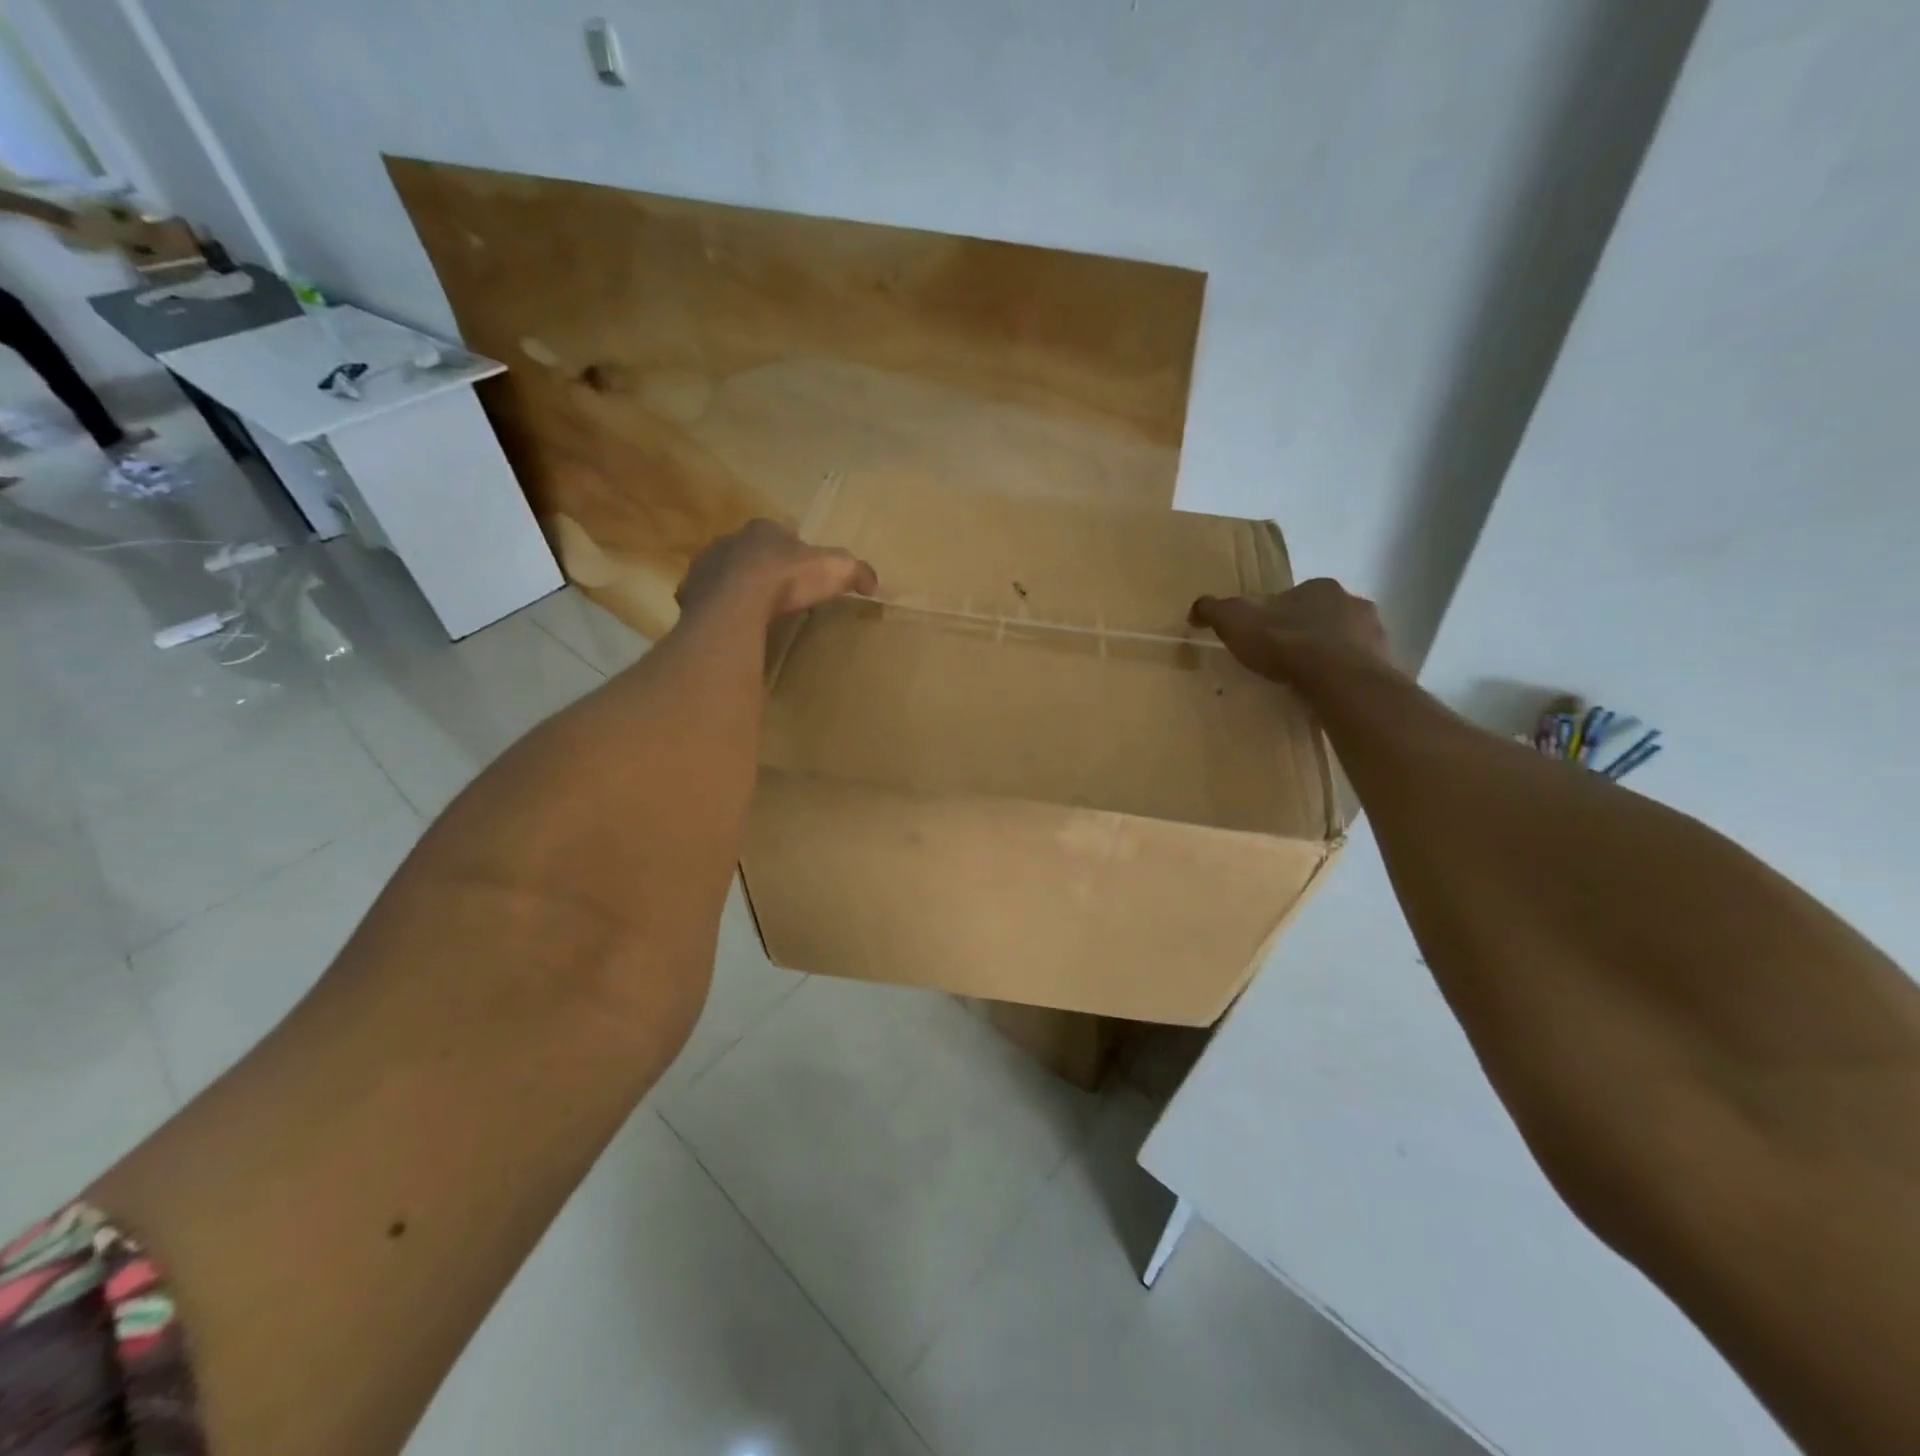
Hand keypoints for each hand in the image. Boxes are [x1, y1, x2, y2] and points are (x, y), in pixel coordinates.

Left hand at [677, 519, 878, 620]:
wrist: (737, 603)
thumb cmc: (787, 578)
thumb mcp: (836, 570)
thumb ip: (858, 572)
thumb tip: (874, 583)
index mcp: (764, 529)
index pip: (782, 533)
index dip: (794, 552)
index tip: (804, 573)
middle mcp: (730, 540)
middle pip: (750, 551)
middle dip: (762, 566)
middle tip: (779, 593)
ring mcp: (705, 565)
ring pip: (724, 573)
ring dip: (736, 586)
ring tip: (754, 611)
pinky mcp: (690, 593)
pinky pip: (706, 599)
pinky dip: (717, 608)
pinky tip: (731, 624)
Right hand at [1190, 578, 1392, 683]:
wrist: (1338, 679)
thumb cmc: (1286, 644)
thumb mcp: (1236, 622)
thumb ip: (1215, 611)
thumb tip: (1197, 607)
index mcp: (1319, 587)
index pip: (1293, 598)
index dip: (1276, 616)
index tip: (1262, 638)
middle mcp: (1352, 602)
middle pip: (1321, 617)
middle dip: (1305, 633)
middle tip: (1283, 660)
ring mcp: (1374, 634)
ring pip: (1344, 642)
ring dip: (1328, 655)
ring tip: (1305, 681)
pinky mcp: (1385, 664)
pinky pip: (1358, 669)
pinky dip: (1343, 677)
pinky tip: (1326, 693)